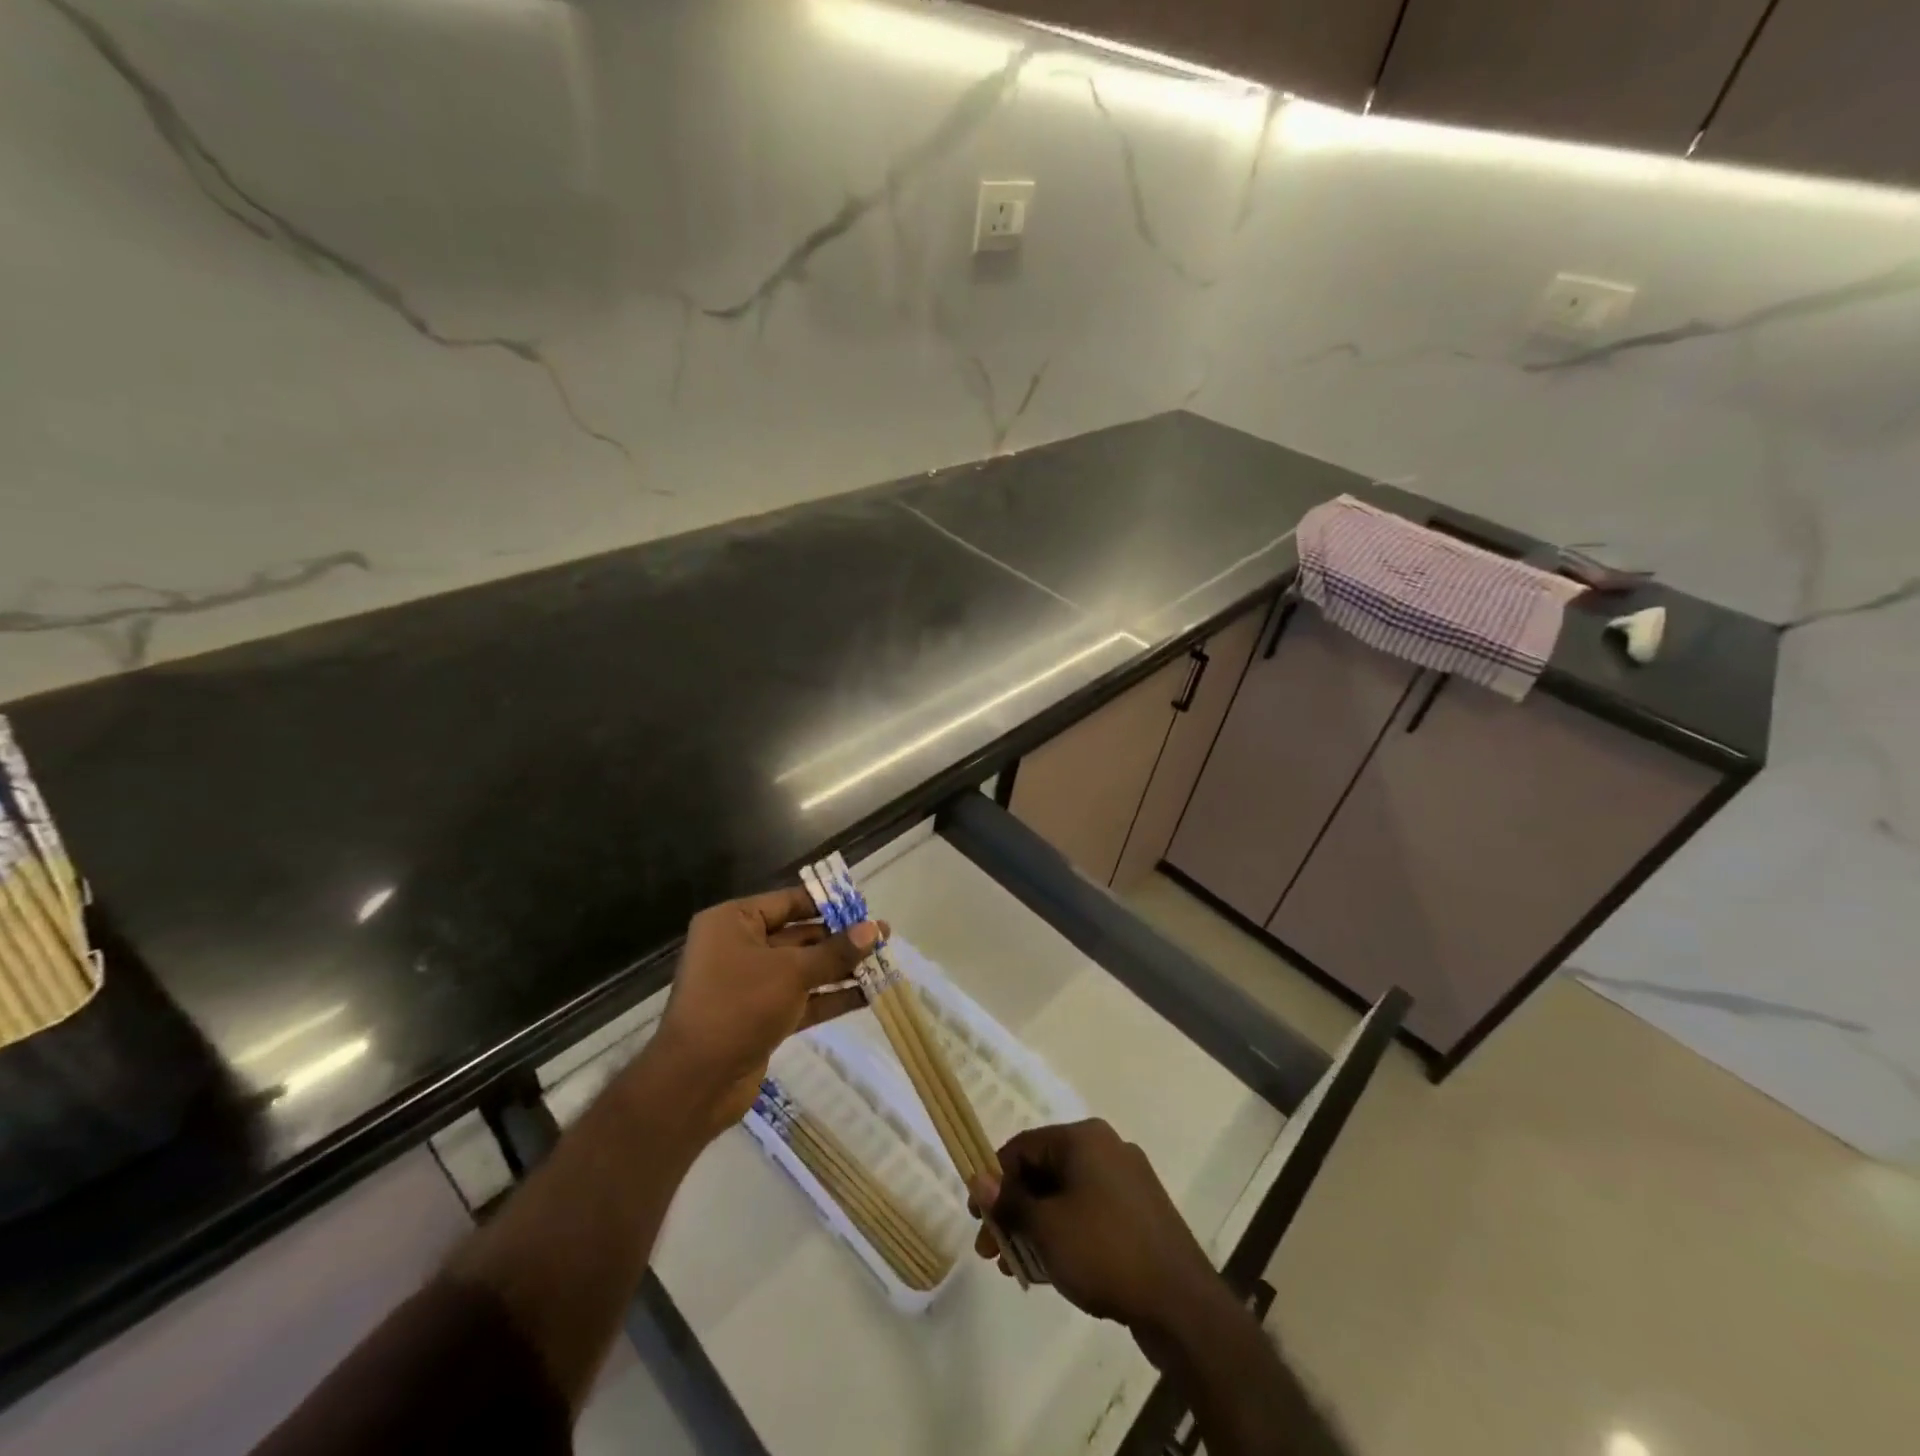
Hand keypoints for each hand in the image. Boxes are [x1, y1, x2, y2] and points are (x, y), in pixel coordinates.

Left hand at [645, 888, 880, 1139]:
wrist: (696, 1083)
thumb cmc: (738, 1006)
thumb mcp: (791, 972)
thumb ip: (835, 952)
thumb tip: (874, 929)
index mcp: (733, 922)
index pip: (788, 902)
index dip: (827, 903)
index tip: (864, 906)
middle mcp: (739, 947)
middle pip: (799, 935)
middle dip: (841, 939)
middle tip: (883, 937)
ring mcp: (750, 985)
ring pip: (804, 969)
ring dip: (841, 968)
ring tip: (884, 964)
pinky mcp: (761, 1017)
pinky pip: (802, 998)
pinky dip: (831, 997)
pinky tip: (868, 995)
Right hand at [968, 1119, 1221, 1342]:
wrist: (1181, 1304)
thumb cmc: (1105, 1251)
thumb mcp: (1047, 1228)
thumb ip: (1010, 1202)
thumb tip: (979, 1179)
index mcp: (1084, 1137)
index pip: (1023, 1147)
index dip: (994, 1180)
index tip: (977, 1218)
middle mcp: (1106, 1148)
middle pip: (1045, 1171)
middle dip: (1014, 1210)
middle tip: (992, 1251)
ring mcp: (1127, 1181)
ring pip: (1066, 1196)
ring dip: (1036, 1227)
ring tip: (1016, 1268)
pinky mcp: (1140, 1214)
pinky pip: (1090, 1214)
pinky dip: (1065, 1234)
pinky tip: (1050, 1269)